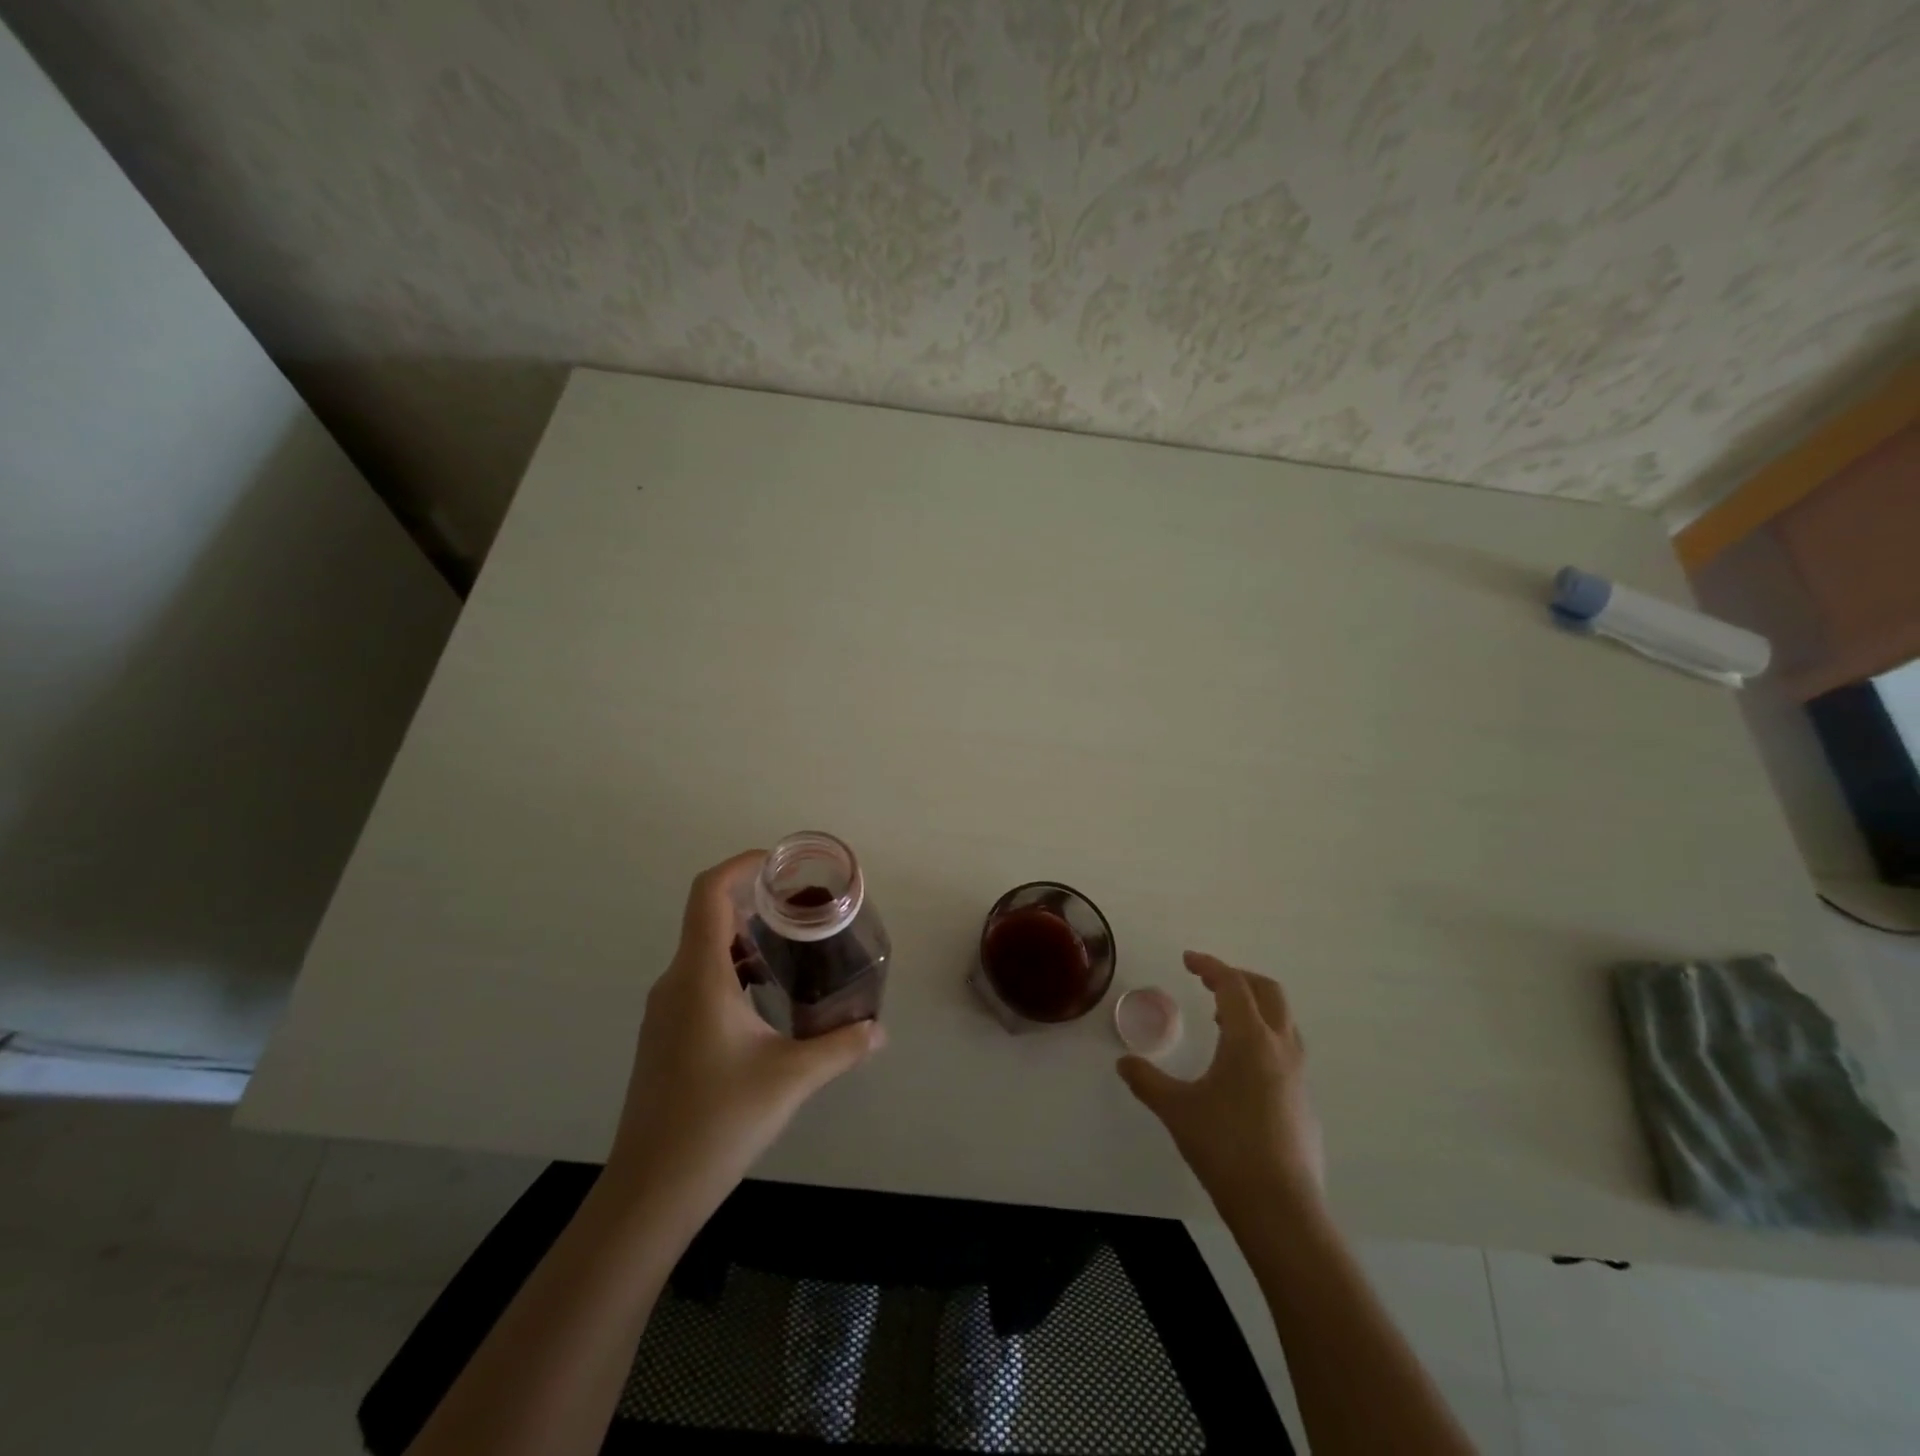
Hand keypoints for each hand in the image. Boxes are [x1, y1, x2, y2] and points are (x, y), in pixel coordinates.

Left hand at [606, 851, 885, 1214]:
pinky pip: (699, 981)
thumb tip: (879, 1030)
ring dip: (746, 940)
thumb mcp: (791, 1078)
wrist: (650, 1191)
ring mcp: (665, 1010)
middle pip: (709, 918)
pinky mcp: (664, 1036)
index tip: (779, 864)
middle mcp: (676, 982)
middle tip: (803, 909)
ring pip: (704, 952)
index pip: (708, 893)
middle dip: (756, 903)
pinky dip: (733, 970)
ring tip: (792, 951)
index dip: (740, 866)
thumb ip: (841, 1047)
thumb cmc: (718, 1121)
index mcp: (700, 976)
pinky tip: (766, 1001)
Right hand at [1117, 951, 1324, 1219]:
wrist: (1281, 1208)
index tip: (1188, 960)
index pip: (1232, 984)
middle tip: (1209, 981)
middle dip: (1239, 978)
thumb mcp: (1176, 1110)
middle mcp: (1280, 1048)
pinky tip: (1240, 1069)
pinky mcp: (1304, 1101)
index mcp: (1250, 1039)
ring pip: (1283, 1021)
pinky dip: (1263, 1038)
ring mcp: (1298, 1075)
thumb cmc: (1225, 1147)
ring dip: (1254, 1008)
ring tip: (1222, 1021)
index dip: (1210, 965)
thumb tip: (1123, 1064)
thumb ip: (1147, 1081)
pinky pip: (1285, 1050)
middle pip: (1268, 992)